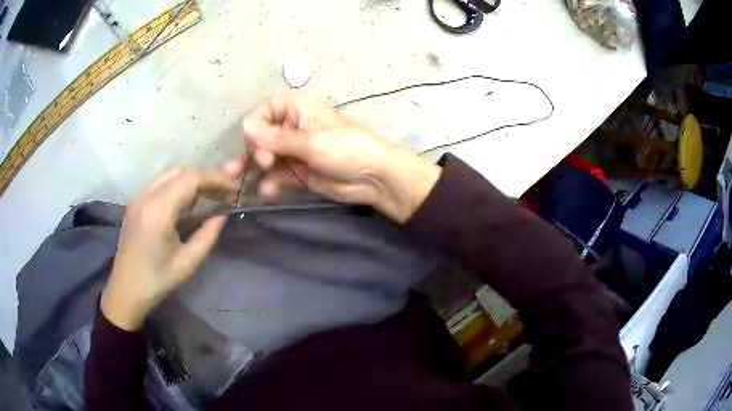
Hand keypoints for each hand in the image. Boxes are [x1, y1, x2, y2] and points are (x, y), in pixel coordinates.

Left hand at [101, 162, 242, 330]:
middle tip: (224, 192)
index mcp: (158, 212)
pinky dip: (177, 186)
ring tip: (207, 197)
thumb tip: (223, 214)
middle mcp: (146, 197)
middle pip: (181, 173)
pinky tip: (184, 204)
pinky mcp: (135, 203)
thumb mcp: (188, 262)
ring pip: (169, 175)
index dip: (215, 179)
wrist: (125, 290)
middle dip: (205, 179)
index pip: (191, 180)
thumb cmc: (158, 280)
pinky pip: (159, 184)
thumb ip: (208, 235)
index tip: (234, 187)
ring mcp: (138, 198)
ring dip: (190, 181)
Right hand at [242, 95, 440, 222]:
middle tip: (265, 161)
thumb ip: (276, 137)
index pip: (268, 109)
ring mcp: (296, 153)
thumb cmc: (345, 149)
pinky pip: (278, 176)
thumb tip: (245, 124)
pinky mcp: (299, 174)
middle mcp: (294, 129)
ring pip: (268, 157)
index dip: (257, 122)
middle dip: (257, 148)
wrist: (373, 179)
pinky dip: (271, 183)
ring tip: (254, 175)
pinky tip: (267, 190)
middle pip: (264, 135)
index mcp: (299, 111)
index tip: (251, 138)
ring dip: (259, 167)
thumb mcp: (310, 142)